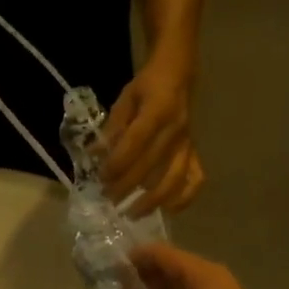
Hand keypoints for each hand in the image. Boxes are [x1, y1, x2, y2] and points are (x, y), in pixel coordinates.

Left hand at [100, 63, 202, 215]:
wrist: (178, 75)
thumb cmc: (148, 86)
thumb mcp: (125, 99)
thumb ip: (111, 128)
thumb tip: (94, 155)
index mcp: (157, 112)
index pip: (135, 144)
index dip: (117, 164)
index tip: (101, 177)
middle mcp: (175, 131)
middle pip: (150, 166)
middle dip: (127, 187)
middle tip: (108, 199)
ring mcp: (187, 144)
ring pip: (173, 179)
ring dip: (152, 200)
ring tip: (133, 213)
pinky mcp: (195, 152)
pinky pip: (195, 179)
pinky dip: (184, 198)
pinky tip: (168, 209)